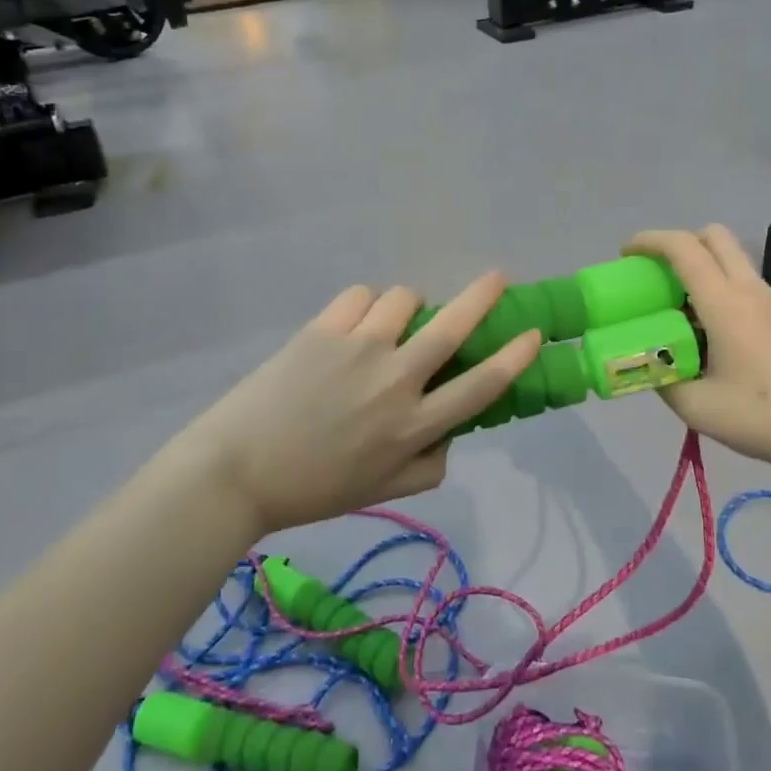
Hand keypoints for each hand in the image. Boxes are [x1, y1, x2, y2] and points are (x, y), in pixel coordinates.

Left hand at [161, 272, 542, 534]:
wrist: (238, 471)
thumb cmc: (314, 488)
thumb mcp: (383, 492)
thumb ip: (428, 466)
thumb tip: (449, 432)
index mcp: (414, 425)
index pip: (481, 385)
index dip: (514, 357)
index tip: (532, 334)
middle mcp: (396, 380)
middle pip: (453, 326)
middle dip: (483, 297)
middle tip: (498, 278)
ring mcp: (359, 349)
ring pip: (404, 299)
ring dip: (408, 307)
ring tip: (391, 323)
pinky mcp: (323, 330)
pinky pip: (360, 295)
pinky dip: (365, 304)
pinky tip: (353, 324)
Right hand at [625, 226, 770, 477]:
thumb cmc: (764, 417)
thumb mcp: (697, 407)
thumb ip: (662, 381)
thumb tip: (648, 366)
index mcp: (725, 303)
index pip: (683, 247)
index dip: (649, 241)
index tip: (625, 255)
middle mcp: (748, 290)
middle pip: (713, 237)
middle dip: (677, 244)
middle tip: (654, 276)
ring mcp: (770, 302)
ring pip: (730, 259)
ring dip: (698, 267)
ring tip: (674, 308)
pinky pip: (741, 283)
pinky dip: (715, 288)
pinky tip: (705, 331)